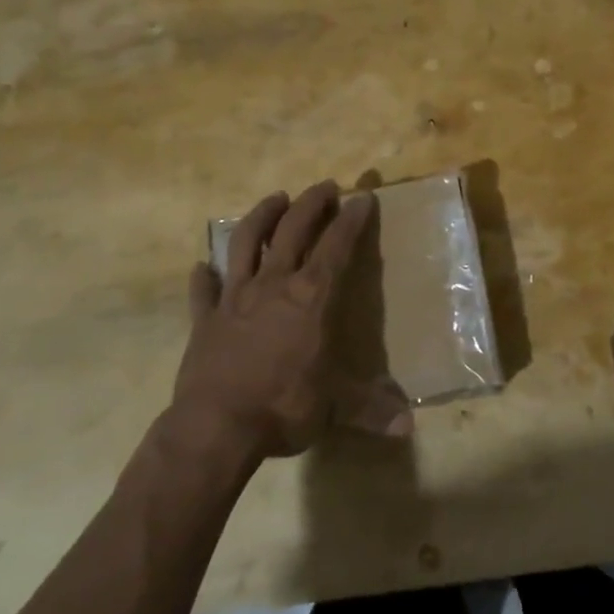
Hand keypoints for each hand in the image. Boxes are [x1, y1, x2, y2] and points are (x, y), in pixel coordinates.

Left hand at [171, 180, 408, 462]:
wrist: (216, 427)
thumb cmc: (283, 407)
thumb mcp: (335, 408)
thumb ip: (371, 410)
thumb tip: (409, 428)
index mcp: (311, 298)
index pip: (336, 246)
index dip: (351, 220)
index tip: (363, 196)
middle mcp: (274, 285)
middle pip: (292, 229)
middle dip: (311, 203)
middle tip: (325, 185)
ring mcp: (235, 297)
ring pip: (246, 242)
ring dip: (261, 216)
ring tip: (275, 198)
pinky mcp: (205, 317)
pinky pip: (204, 289)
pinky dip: (205, 276)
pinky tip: (203, 267)